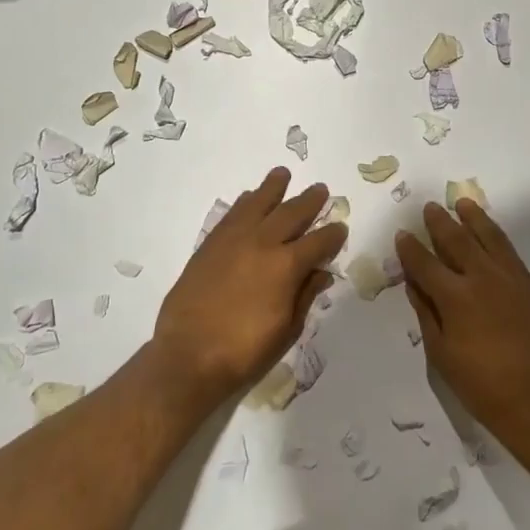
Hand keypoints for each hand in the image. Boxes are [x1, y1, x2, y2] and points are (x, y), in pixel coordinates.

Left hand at [155, 167, 346, 401]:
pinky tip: (249, 198)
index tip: (341, 228)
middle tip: (321, 190)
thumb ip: (305, 295)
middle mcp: (262, 243)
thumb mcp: (287, 329)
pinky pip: (232, 214)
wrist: (189, 356)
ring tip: (282, 174)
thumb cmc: (245, 351)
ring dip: (273, 188)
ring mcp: (233, 240)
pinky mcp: (210, 245)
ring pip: (257, 203)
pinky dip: (244, 202)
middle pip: (291, 213)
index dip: (333, 235)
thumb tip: (321, 272)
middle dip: (309, 201)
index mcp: (287, 266)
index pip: (319, 242)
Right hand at [394, 200, 529, 449]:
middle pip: (457, 241)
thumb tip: (414, 284)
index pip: (425, 264)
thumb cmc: (483, 386)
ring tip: (463, 203)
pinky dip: (497, 236)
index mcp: (455, 298)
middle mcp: (482, 279)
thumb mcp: (442, 355)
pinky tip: (491, 231)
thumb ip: (427, 314)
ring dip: (473, 218)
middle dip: (440, 223)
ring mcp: (511, 279)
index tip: (402, 234)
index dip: (410, 248)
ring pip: (489, 237)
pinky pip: (509, 251)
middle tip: (430, 207)